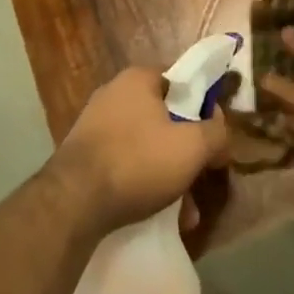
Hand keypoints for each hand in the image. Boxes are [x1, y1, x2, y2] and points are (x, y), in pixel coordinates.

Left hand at [51, 67, 227, 234]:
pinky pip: (126, 163)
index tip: (214, 135)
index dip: (204, 107)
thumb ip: (216, 133)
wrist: (72, 202)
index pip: (181, 81)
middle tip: (201, 178)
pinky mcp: (84, 154)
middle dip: (187, 151)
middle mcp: (114, 93)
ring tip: (184, 211)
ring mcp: (95, 124)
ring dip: (169, 174)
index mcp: (138, 78)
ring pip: (147, 145)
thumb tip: (220, 129)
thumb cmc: (138, 162)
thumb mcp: (193, 147)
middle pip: (166, 117)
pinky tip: (159, 214)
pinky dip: (144, 183)